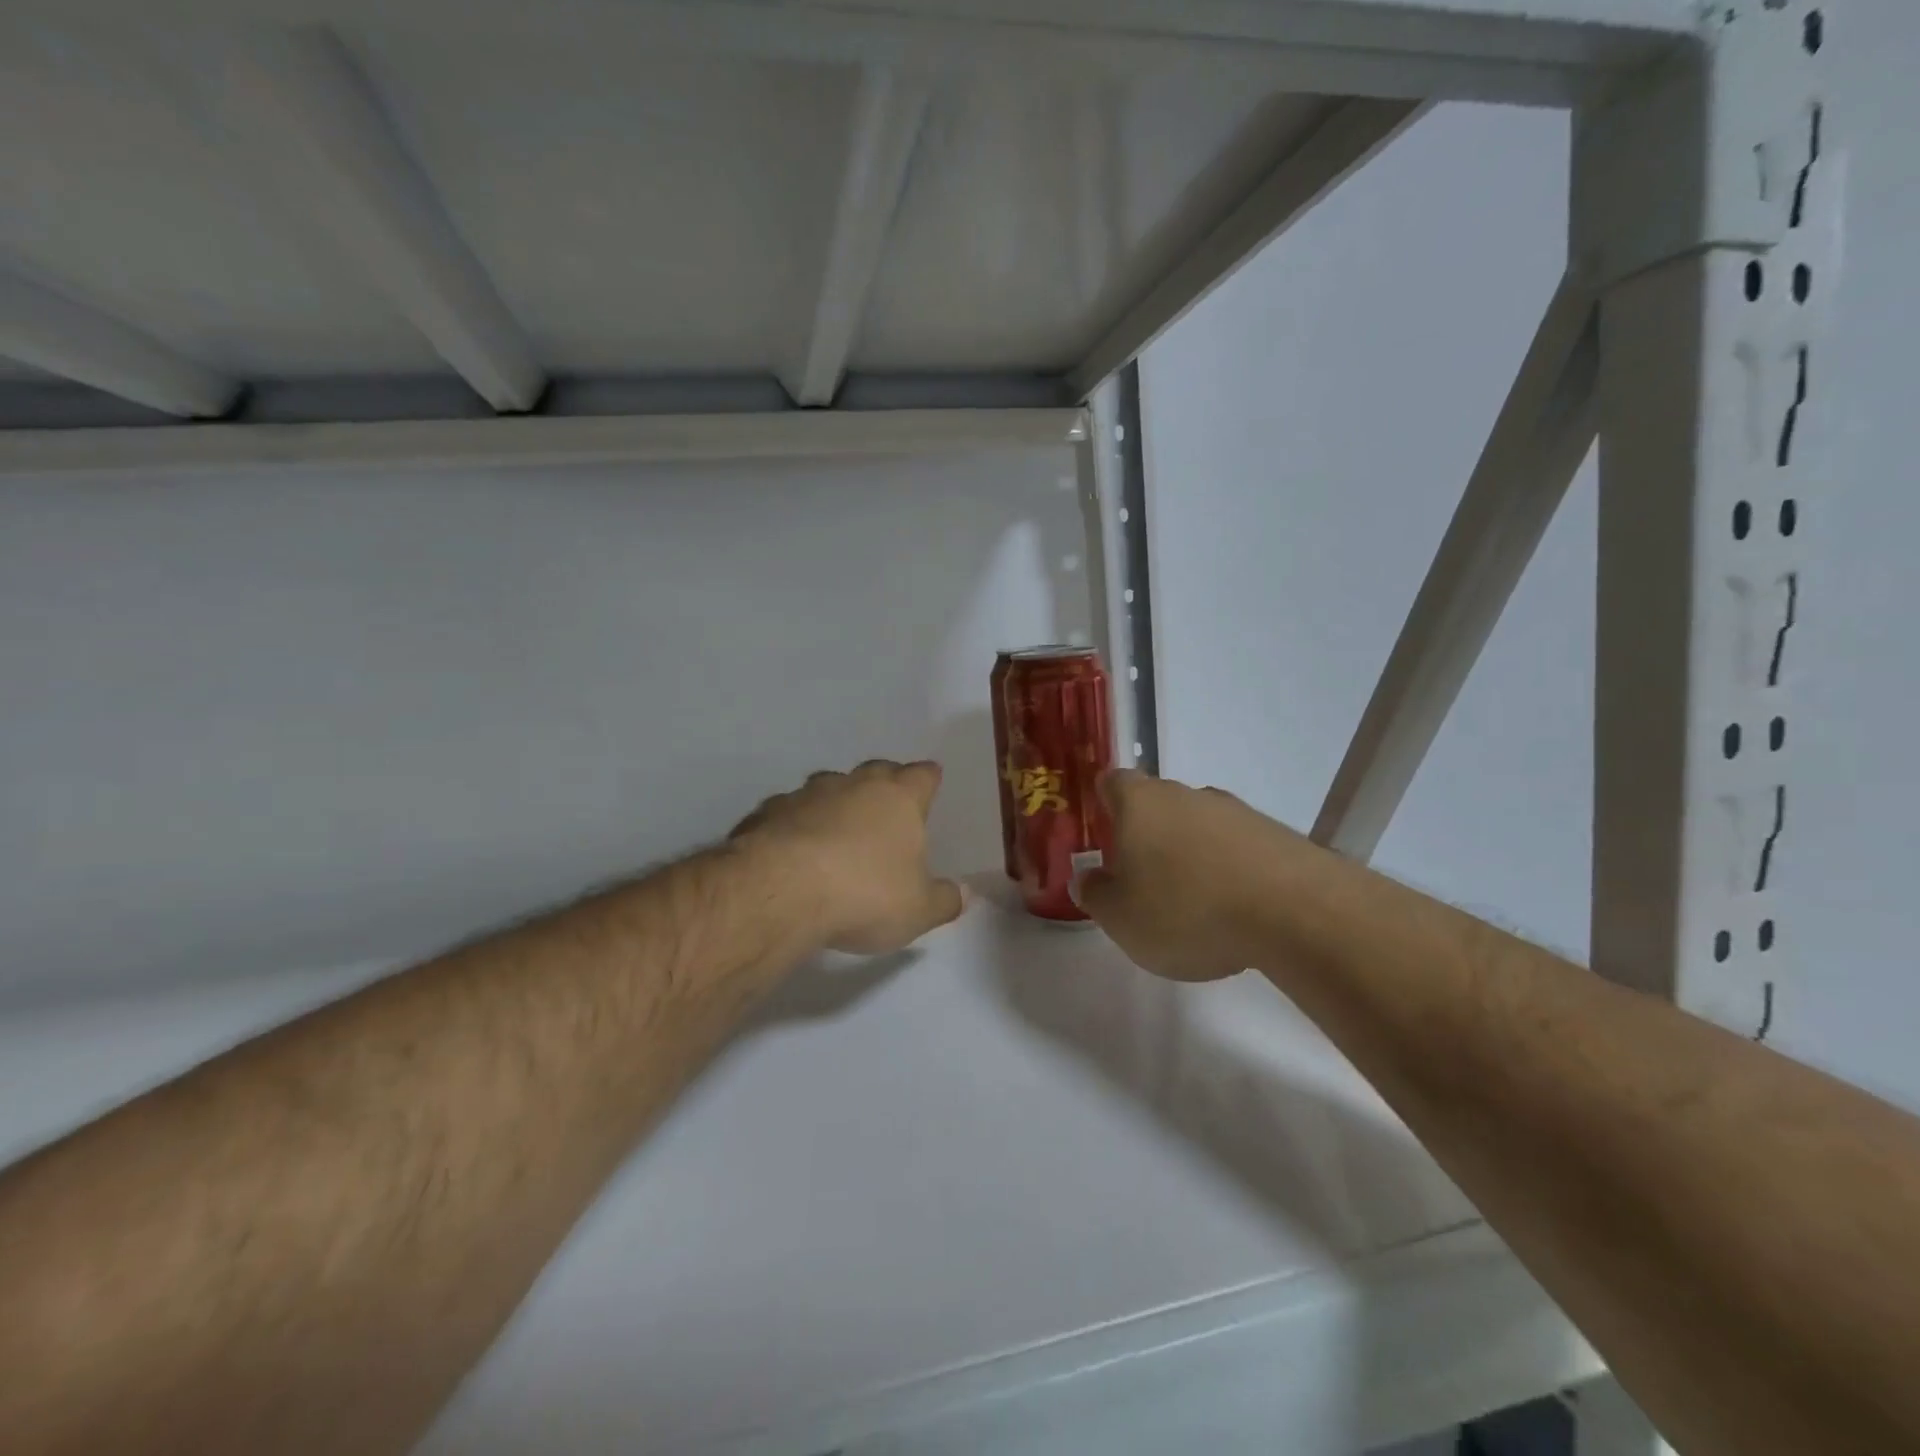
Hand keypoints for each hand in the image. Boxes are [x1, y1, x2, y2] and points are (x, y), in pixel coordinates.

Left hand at [731, 760, 966, 955]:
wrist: (780, 890)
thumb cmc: (864, 894)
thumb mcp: (917, 910)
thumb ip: (944, 900)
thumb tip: (964, 893)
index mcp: (899, 799)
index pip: (922, 775)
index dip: (928, 779)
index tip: (931, 781)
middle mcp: (854, 785)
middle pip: (876, 771)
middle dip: (884, 783)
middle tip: (887, 803)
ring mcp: (807, 795)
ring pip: (828, 786)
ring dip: (836, 802)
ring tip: (837, 828)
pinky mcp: (767, 813)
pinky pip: (789, 812)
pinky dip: (795, 824)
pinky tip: (792, 849)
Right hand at [1076, 770, 1303, 981]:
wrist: (1295, 912)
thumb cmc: (1186, 909)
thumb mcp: (1121, 918)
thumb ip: (1095, 895)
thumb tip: (1087, 878)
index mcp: (1140, 803)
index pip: (1112, 782)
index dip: (1104, 803)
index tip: (1102, 832)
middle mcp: (1186, 794)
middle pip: (1157, 803)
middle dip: (1147, 834)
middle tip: (1142, 878)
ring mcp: (1236, 811)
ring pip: (1199, 825)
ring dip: (1191, 853)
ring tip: (1193, 902)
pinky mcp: (1276, 835)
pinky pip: (1237, 847)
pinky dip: (1229, 869)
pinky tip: (1234, 909)